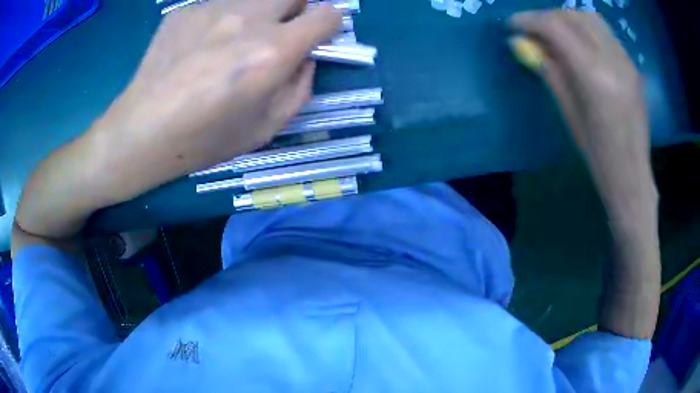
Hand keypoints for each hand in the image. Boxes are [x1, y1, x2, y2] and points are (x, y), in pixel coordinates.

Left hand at [97, 0, 340, 198]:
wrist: (141, 132)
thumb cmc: (205, 139)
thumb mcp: (267, 127)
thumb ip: (300, 87)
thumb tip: (306, 57)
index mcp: (272, 51)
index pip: (325, 15)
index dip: (329, 23)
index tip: (319, 34)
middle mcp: (247, 18)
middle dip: (296, 9)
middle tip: (278, 32)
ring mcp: (212, 8)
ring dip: (257, 13)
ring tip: (231, 43)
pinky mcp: (185, 10)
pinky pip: (217, 5)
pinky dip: (220, 21)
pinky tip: (198, 48)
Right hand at [509, 11, 655, 209]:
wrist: (632, 175)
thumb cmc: (598, 154)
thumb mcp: (568, 113)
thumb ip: (549, 71)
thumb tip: (524, 44)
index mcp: (595, 76)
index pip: (556, 27)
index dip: (530, 20)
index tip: (513, 25)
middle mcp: (613, 60)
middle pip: (573, 16)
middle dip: (547, 17)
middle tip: (533, 30)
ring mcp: (626, 60)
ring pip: (590, 18)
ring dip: (567, 19)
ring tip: (555, 34)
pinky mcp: (632, 65)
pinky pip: (604, 33)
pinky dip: (585, 29)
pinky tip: (578, 44)